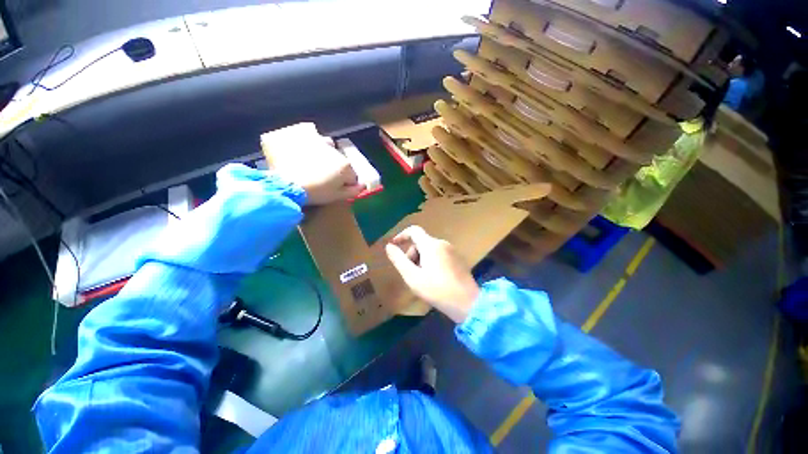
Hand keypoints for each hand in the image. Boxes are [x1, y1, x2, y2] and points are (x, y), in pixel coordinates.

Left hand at [262, 123, 365, 204]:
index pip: (352, 176)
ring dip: (325, 152)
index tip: (336, 189)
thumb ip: (353, 191)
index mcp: (345, 166)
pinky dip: (310, 142)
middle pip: (340, 160)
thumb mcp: (336, 196)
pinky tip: (302, 151)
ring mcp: (319, 142)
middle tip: (322, 177)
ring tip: (313, 162)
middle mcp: (336, 151)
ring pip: (327, 145)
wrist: (286, 184)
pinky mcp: (303, 137)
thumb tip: (362, 186)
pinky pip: (311, 135)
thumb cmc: (315, 192)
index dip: (345, 183)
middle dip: (335, 167)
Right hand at [385, 226, 479, 322]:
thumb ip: (399, 260)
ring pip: (430, 250)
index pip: (414, 230)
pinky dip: (431, 262)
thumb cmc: (436, 290)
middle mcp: (442, 243)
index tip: (394, 245)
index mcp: (431, 245)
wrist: (467, 303)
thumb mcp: (412, 276)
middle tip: (410, 274)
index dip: (402, 235)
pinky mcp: (458, 259)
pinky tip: (434, 279)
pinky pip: (439, 255)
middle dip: (412, 255)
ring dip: (421, 260)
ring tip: (422, 279)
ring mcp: (452, 251)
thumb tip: (389, 246)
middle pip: (421, 242)